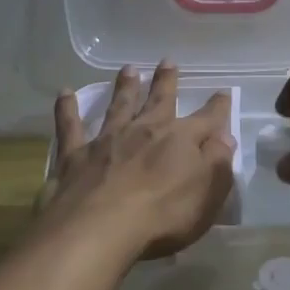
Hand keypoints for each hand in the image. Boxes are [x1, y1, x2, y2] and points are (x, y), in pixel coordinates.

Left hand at [38, 62, 236, 261]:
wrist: (100, 228)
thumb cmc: (163, 216)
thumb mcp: (208, 194)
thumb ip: (218, 162)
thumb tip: (224, 137)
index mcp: (181, 140)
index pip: (207, 119)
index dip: (218, 107)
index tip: (223, 92)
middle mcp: (145, 130)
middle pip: (159, 100)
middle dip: (166, 81)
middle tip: (168, 61)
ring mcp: (108, 140)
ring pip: (119, 106)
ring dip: (125, 86)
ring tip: (129, 69)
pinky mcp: (76, 155)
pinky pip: (70, 125)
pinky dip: (67, 109)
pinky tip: (64, 93)